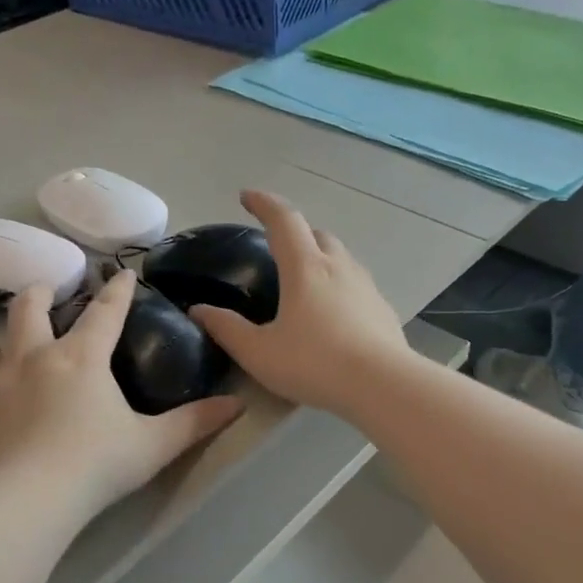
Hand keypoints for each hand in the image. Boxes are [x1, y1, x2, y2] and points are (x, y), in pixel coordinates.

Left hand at [0, 272, 240, 515]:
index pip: (105, 313)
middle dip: (42, 294)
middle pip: (31, 309)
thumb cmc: (95, 466)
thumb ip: (194, 423)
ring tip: (13, 351)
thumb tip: (237, 404)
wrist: (22, 501)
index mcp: (82, 359)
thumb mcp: (153, 445)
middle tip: (48, 291)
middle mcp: (34, 359)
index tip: (123, 274)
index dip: (118, 291)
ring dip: (6, 341)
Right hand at [189, 189, 410, 416]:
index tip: (247, 197)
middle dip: (295, 231)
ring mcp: (366, 286)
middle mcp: (338, 267)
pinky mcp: (382, 309)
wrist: (382, 385)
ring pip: (341, 257)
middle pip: (316, 233)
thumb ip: (227, 329)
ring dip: (320, 257)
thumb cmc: (314, 364)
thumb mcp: (259, 352)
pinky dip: (339, 285)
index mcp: (305, 268)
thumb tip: (199, 310)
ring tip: (305, 279)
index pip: (283, 219)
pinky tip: (334, 313)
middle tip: (277, 246)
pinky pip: (357, 284)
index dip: (263, 203)